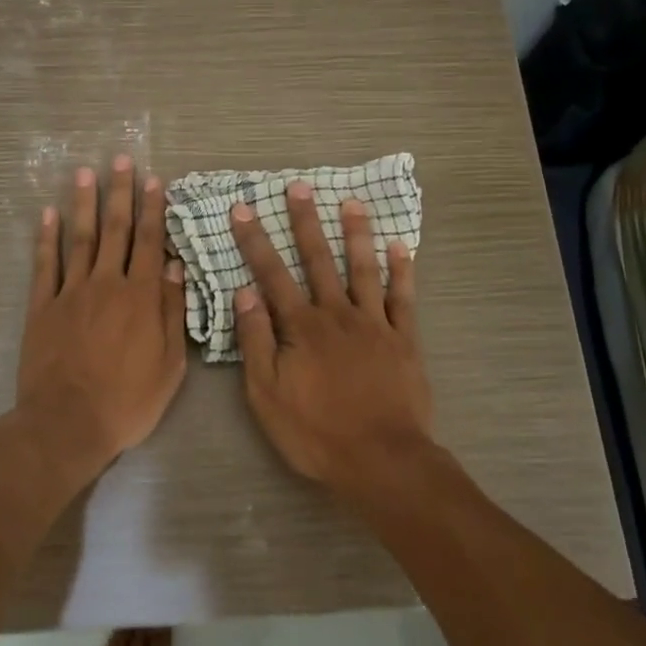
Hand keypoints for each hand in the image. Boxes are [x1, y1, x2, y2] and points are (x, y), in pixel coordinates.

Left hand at [17, 157, 188, 482]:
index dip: (154, 209)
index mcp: (141, 297)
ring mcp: (70, 293)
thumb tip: (176, 268)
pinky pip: (44, 265)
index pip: (150, 243)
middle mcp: (107, 284)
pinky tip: (47, 215)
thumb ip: (172, 312)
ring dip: (84, 204)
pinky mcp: (41, 307)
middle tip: (120, 160)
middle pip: (116, 230)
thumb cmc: (128, 400)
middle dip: (120, 193)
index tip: (155, 180)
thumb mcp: (170, 364)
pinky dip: (46, 238)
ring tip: (85, 173)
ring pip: (80, 239)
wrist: (68, 423)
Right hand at [228, 183, 435, 487]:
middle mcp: (337, 314)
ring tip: (351, 202)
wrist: (381, 459)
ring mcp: (374, 324)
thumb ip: (256, 341)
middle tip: (299, 187)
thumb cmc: (315, 432)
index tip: (242, 209)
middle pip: (318, 260)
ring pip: (363, 269)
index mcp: (301, 327)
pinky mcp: (403, 340)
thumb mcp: (267, 393)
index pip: (271, 274)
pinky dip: (402, 271)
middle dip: (306, 221)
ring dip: (356, 234)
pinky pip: (403, 298)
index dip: (254, 241)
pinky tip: (401, 248)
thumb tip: (244, 293)